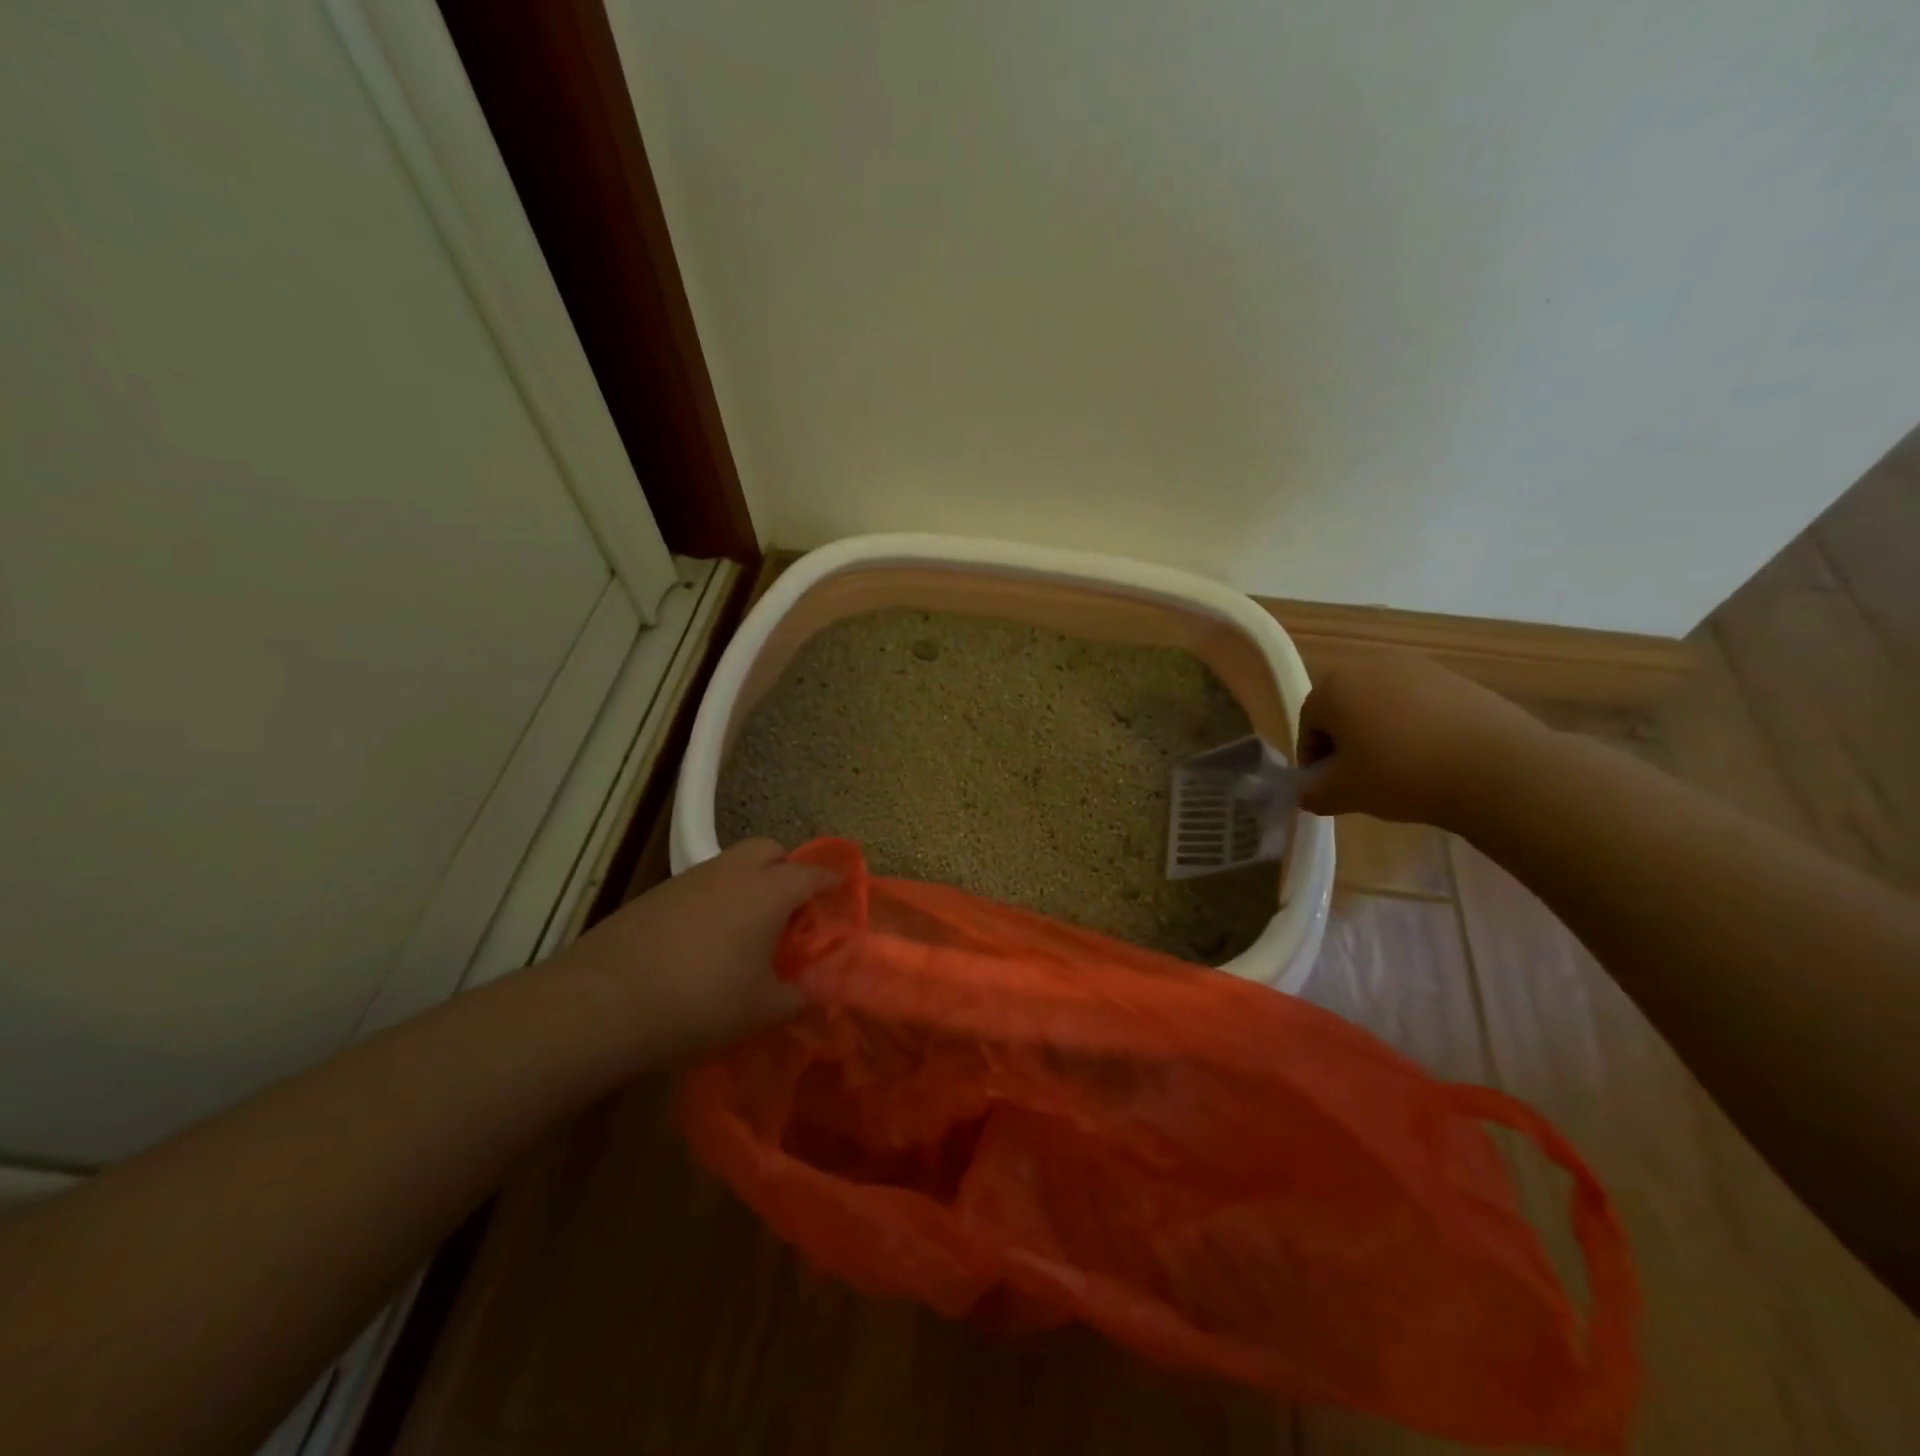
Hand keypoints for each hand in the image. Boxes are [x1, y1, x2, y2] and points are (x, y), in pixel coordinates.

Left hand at [552, 838, 839, 1063]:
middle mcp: (731, 872)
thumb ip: (795, 997)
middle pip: (768, 849)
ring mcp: (688, 879)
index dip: (830, 879)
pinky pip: (700, 885)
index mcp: (768, 891)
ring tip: (747, 928)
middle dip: (785, 868)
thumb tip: (807, 993)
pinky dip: (714, 900)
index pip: (811, 873)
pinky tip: (704, 940)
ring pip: (730, 865)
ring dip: (747, 883)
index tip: (842, 886)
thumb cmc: (701, 1001)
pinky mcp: (654, 895)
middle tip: (790, 907)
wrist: (603, 1002)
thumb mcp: (761, 1009)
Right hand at [1295, 651, 1546, 827]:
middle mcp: (1371, 664)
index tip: (1327, 786)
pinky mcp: (1458, 678)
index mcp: (1334, 685)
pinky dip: (1417, 727)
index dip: (1314, 758)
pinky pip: (1420, 704)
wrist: (1497, 768)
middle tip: (1360, 777)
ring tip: (1399, 769)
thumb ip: (1311, 792)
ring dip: (1381, 732)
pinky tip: (1433, 758)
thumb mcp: (1342, 793)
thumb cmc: (1401, 774)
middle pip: (1345, 707)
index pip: (1308, 723)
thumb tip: (1306, 791)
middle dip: (1347, 740)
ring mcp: (1419, 667)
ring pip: (1383, 704)